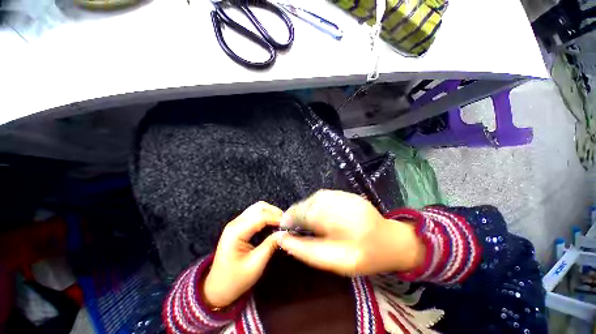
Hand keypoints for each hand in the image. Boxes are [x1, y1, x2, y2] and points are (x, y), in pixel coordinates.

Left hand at [203, 202, 283, 307]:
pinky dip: (266, 215)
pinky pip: (255, 214)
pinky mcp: (239, 226)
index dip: (277, 218)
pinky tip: (273, 223)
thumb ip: (270, 245)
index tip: (290, 223)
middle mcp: (235, 223)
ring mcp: (236, 223)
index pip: (261, 217)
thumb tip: (285, 232)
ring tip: (282, 222)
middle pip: (259, 207)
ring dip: (271, 212)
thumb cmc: (235, 280)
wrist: (217, 289)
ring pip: (257, 208)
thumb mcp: (255, 265)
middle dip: (275, 212)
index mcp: (236, 232)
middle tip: (287, 222)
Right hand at [278, 190, 424, 275]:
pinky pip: (323, 196)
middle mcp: (343, 204)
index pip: (308, 214)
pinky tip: (314, 212)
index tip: (283, 227)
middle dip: (297, 213)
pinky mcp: (347, 194)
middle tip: (290, 224)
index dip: (292, 219)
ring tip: (301, 218)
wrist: (390, 241)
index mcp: (343, 223)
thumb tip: (284, 239)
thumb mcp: (335, 262)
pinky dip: (314, 203)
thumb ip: (307, 251)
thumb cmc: (365, 256)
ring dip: (305, 207)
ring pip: (316, 198)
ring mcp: (346, 196)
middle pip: (310, 203)